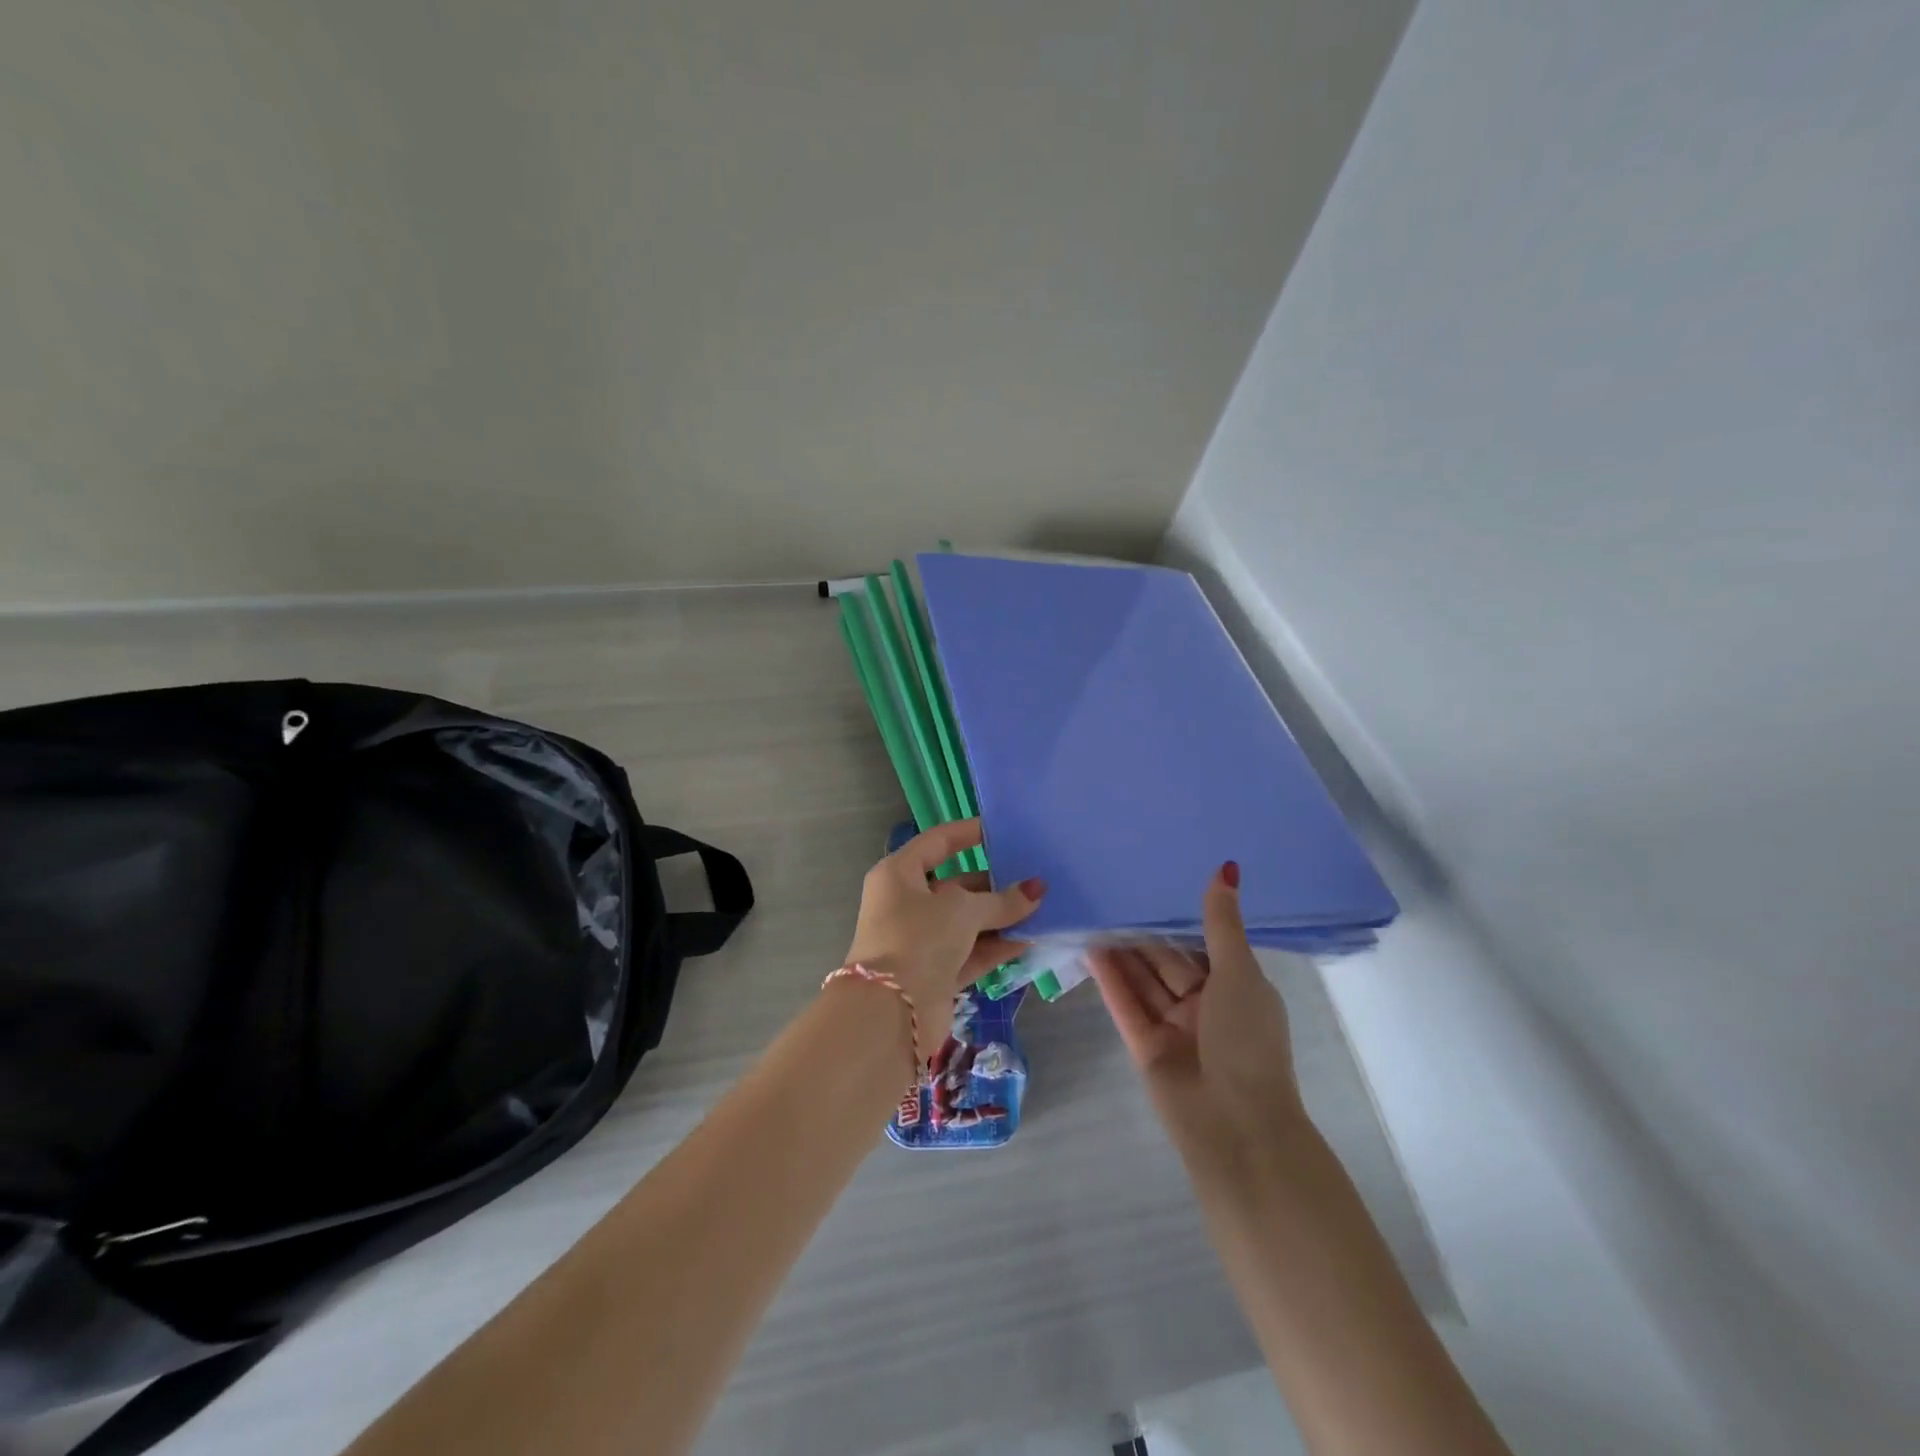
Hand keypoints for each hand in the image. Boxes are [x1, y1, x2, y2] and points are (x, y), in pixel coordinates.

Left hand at [842, 819, 1044, 1058]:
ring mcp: (920, 940)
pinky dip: (997, 945)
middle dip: (995, 883)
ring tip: (1042, 907)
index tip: (1002, 830)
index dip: (969, 833)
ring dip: (1001, 916)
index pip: (938, 842)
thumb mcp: (963, 911)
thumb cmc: (919, 939)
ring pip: (967, 921)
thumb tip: (1037, 890)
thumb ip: (1002, 900)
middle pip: (956, 884)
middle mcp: (906, 903)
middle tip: (1035, 876)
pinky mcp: (935, 972)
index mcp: (899, 874)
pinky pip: (971, 950)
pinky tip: (1031, 938)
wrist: (890, 1013)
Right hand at [1090, 863, 1304, 1161]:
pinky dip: (1110, 980)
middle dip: (1143, 935)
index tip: (1153, 887)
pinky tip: (1090, 950)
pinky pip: (1127, 1006)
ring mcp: (1174, 1028)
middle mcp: (1206, 1007)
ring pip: (1144, 983)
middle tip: (1111, 897)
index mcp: (1237, 989)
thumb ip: (1221, 923)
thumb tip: (1226, 868)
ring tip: (1093, 916)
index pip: (1203, 946)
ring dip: (1122, 954)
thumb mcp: (1238, 973)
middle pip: (1168, 963)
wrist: (1236, 1127)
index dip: (1179, 920)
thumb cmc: (1247, 1041)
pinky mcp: (1146, 1048)